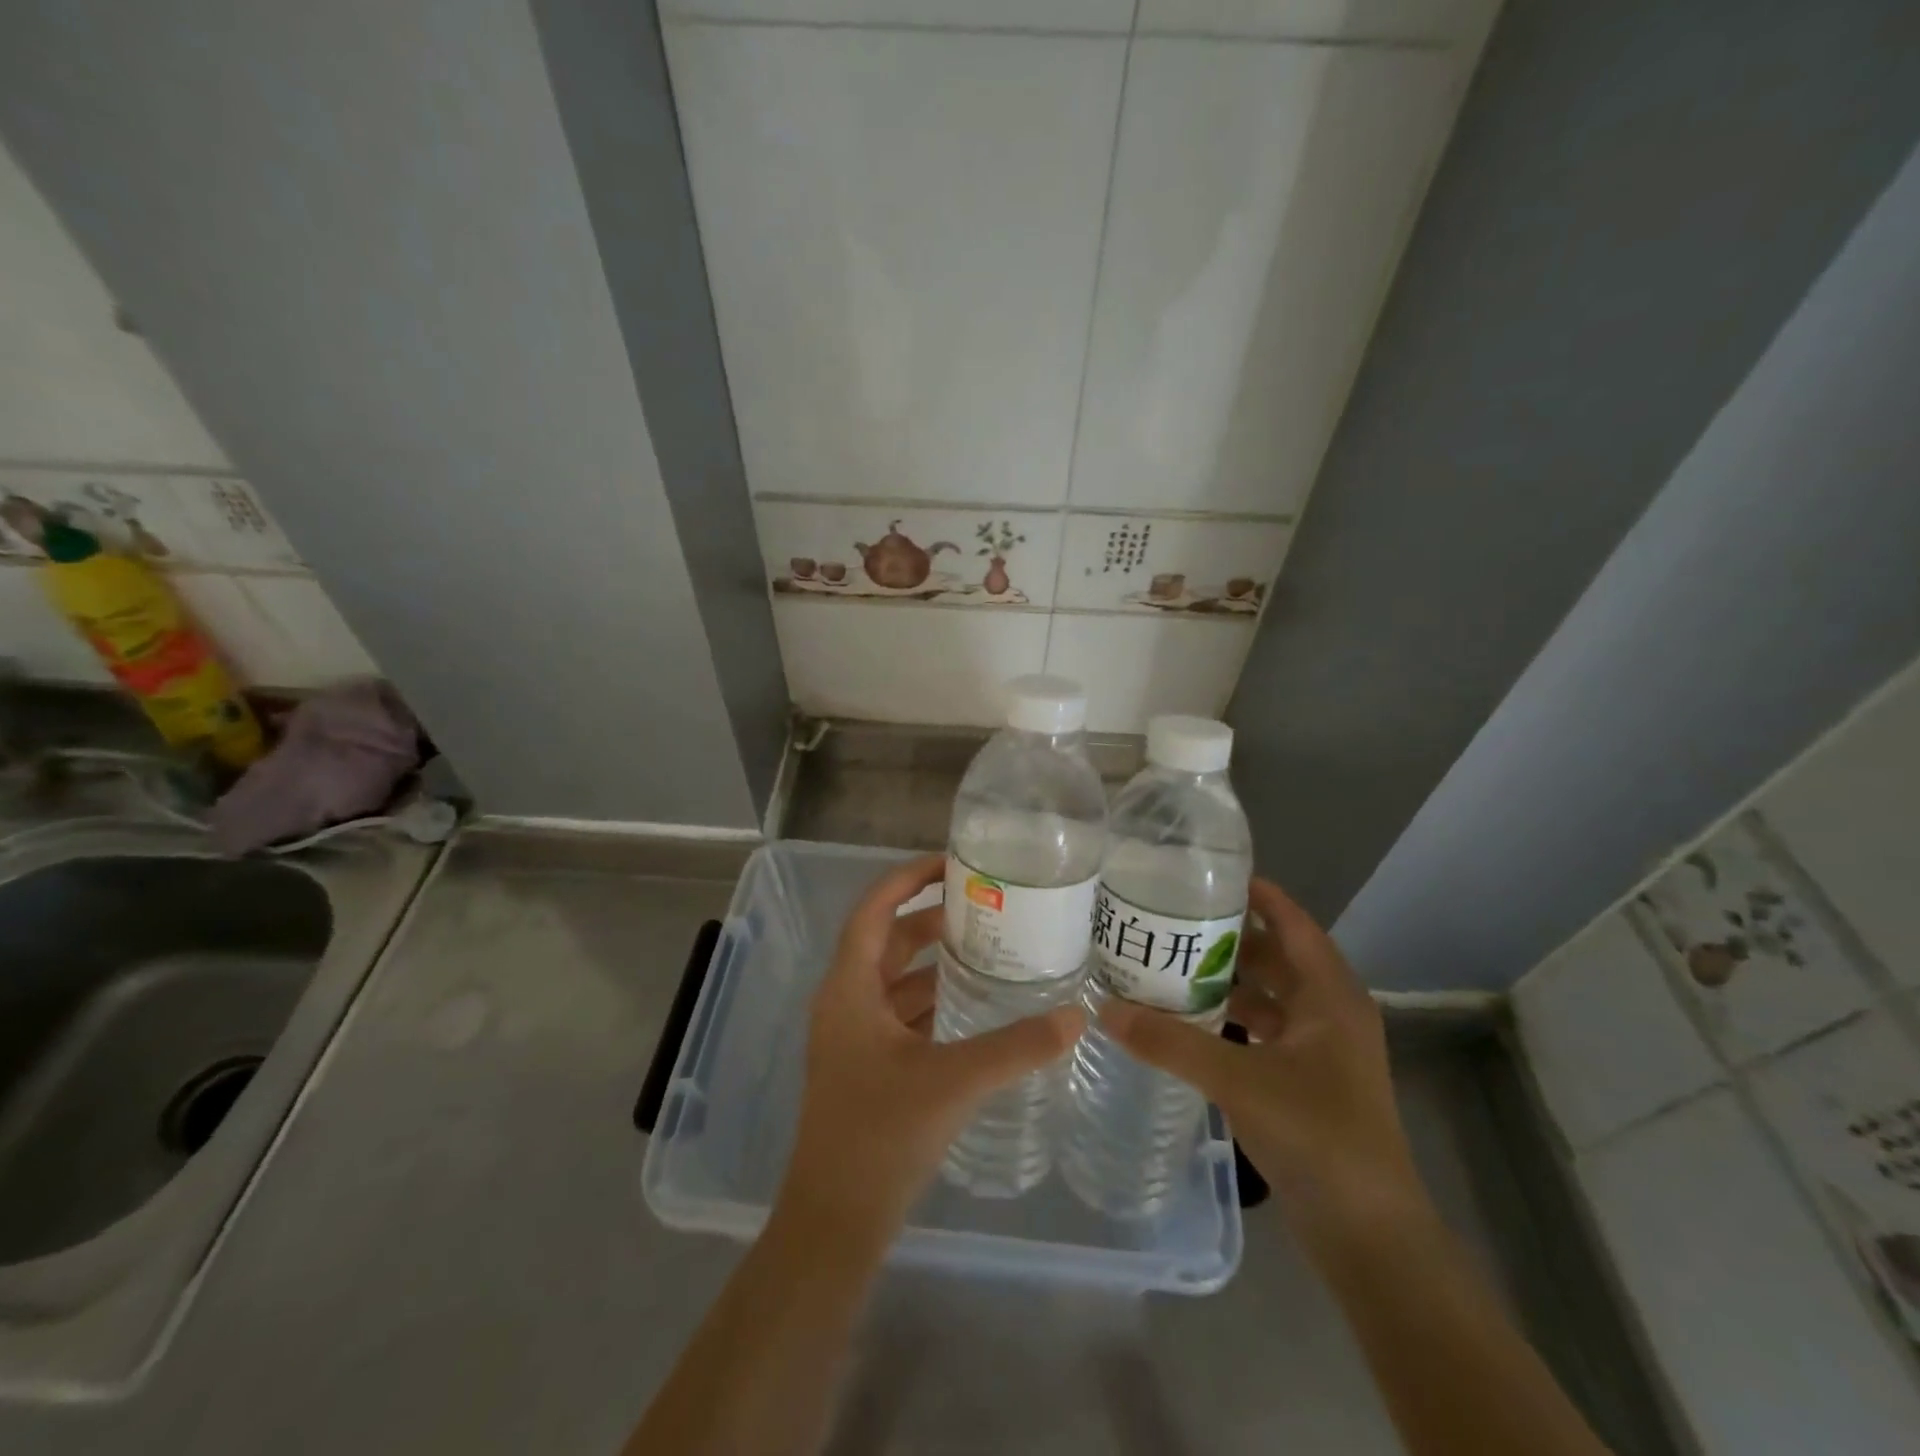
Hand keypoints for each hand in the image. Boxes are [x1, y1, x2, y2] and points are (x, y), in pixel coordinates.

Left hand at [776, 855, 1085, 1251]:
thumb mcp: (954, 1082)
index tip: (953, 863)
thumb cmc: (880, 1135)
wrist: (835, 1221)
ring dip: (935, 962)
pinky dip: (933, 1001)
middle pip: (888, 940)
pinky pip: (902, 1014)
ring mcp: (854, 1036)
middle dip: (932, 919)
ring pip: (896, 979)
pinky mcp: (867, 1065)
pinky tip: (974, 1007)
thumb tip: (1077, 1017)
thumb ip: (1017, 1047)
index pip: (874, 908)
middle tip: (986, 907)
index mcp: (849, 988)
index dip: (909, 878)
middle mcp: (846, 1001)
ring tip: (989, 950)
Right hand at [1100, 878, 1423, 1240]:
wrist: (1369, 1235)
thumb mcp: (1238, 1080)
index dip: (1258, 894)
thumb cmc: (1318, 1136)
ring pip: (1269, 995)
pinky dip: (1231, 1018)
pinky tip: (1189, 1020)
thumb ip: (1171, 1042)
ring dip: (1227, 979)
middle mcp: (1331, 1012)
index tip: (1207, 874)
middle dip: (1229, 937)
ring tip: (1171, 962)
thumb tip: (1105, 1009)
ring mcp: (1321, 1049)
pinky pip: (1264, 1030)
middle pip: (1276, 956)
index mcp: (1331, 996)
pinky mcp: (1307, 1080)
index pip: (1293, 923)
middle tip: (1172, 918)